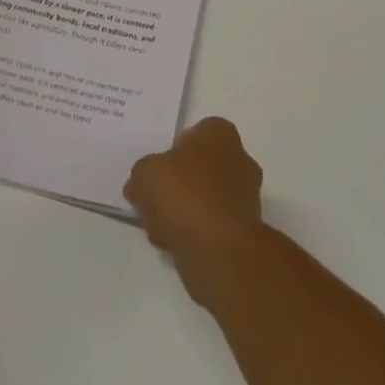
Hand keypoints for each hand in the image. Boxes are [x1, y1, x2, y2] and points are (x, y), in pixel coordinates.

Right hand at [125, 117, 265, 307]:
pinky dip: (194, 234)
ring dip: (182, 213)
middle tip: (154, 205)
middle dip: (175, 188)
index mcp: (220, 133)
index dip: (169, 155)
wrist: (220, 251)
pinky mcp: (245, 231)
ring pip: (203, 199)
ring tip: (160, 231)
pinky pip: (211, 226)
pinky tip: (175, 247)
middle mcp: (239, 158)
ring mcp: (245, 196)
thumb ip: (141, 175)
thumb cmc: (186, 196)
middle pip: (197, 169)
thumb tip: (138, 186)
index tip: (155, 175)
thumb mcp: (146, 174)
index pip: (191, 135)